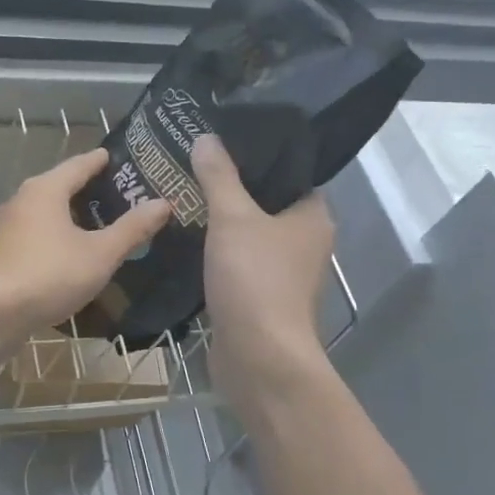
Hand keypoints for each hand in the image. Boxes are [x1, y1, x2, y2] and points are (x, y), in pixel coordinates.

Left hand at [0, 148, 170, 335]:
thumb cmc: (49, 275)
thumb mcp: (100, 254)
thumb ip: (132, 229)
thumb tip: (162, 203)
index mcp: (45, 190)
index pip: (79, 165)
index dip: (101, 161)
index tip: (118, 158)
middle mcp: (22, 200)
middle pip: (60, 187)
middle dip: (87, 190)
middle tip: (119, 196)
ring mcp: (6, 227)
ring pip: (45, 213)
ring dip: (70, 216)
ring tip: (99, 226)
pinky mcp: (0, 252)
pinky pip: (34, 235)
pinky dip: (55, 237)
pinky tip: (70, 254)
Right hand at [193, 135, 334, 407]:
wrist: (258, 357)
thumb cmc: (255, 279)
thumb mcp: (233, 218)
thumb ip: (219, 177)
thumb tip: (206, 138)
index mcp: (312, 217)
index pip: (290, 174)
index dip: (259, 157)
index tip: (223, 143)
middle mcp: (304, 243)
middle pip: (266, 204)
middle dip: (231, 188)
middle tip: (192, 166)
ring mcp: (282, 274)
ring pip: (249, 235)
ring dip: (220, 222)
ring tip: (182, 195)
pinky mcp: (258, 298)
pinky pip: (236, 263)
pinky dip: (215, 252)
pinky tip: (185, 239)